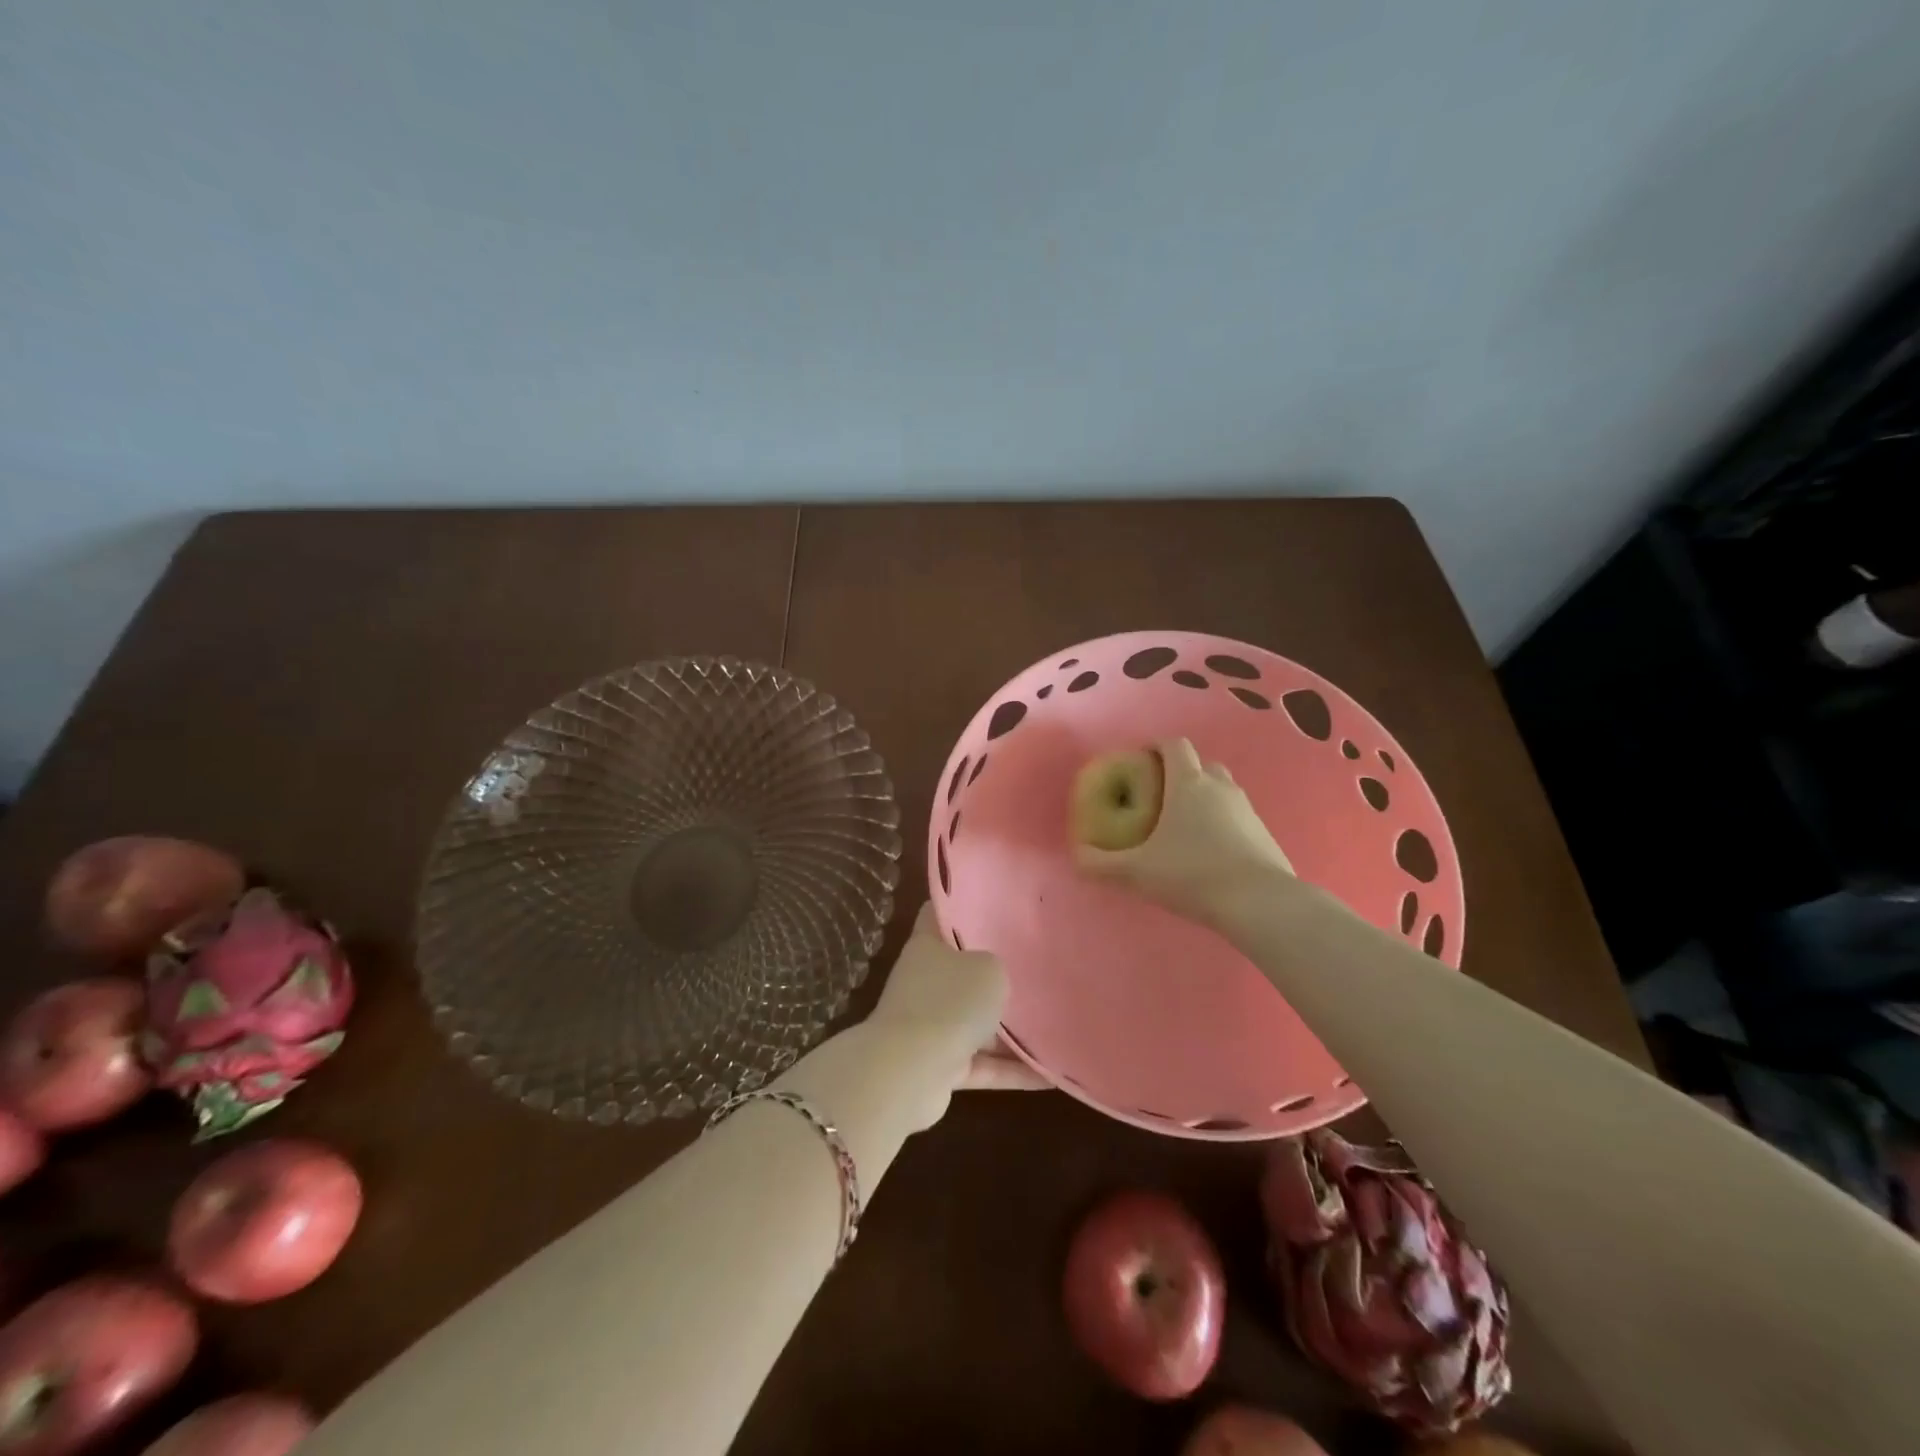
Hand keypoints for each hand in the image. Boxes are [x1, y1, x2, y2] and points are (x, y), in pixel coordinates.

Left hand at [862, 903, 1046, 1128]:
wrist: (909, 1073)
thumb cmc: (950, 1002)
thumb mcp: (989, 970)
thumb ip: (998, 967)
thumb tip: (998, 979)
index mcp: (927, 946)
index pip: (940, 914)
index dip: (963, 906)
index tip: (996, 905)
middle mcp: (925, 982)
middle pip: (963, 972)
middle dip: (996, 974)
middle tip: (1038, 967)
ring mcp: (930, 1025)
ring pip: (976, 1022)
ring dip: (1010, 1031)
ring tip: (1054, 1026)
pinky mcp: (939, 1067)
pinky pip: (982, 1064)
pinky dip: (1011, 1071)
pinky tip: (1050, 1076)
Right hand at [1074, 738, 1293, 926]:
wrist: (1260, 903)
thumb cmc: (1192, 874)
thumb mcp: (1137, 872)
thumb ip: (1101, 864)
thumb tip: (1076, 857)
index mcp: (1188, 784)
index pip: (1175, 745)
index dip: (1156, 746)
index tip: (1140, 760)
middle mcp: (1220, 787)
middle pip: (1202, 764)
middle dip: (1181, 773)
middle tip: (1160, 796)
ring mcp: (1247, 809)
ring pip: (1223, 790)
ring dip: (1204, 798)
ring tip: (1184, 826)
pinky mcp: (1264, 834)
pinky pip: (1238, 816)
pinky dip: (1223, 823)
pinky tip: (1210, 852)